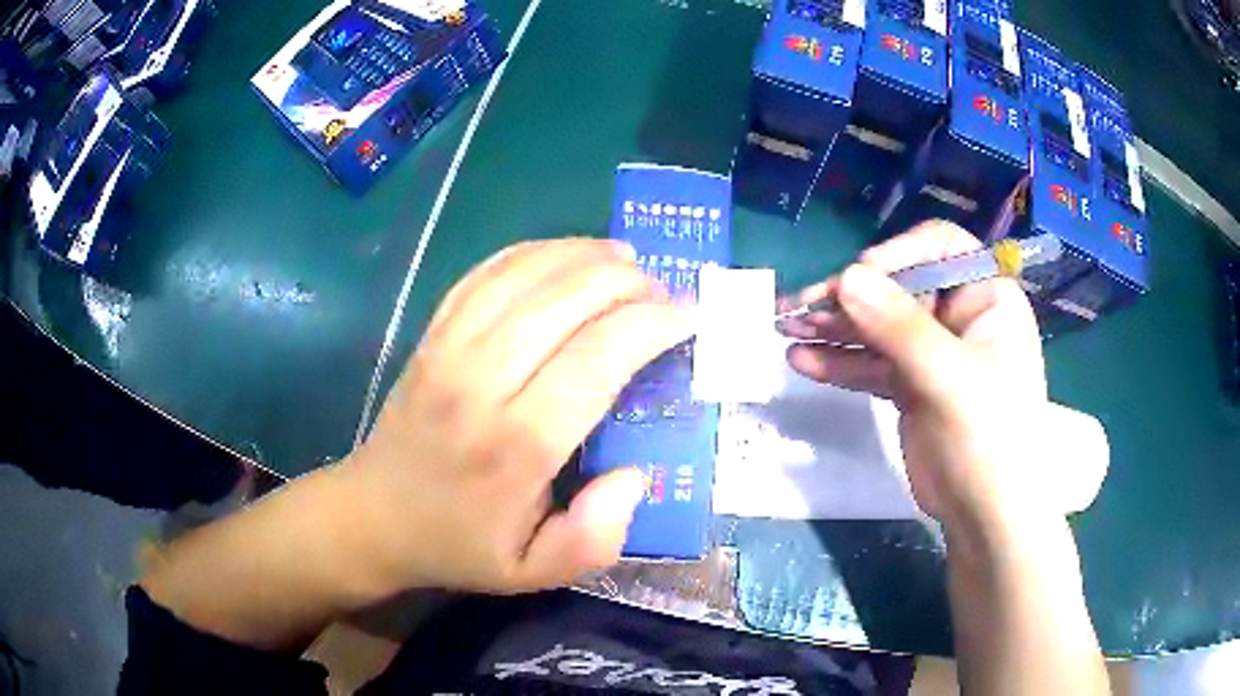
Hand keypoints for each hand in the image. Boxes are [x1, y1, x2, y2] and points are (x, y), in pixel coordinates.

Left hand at [341, 239, 690, 594]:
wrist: (376, 516)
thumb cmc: (461, 545)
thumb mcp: (534, 573)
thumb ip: (595, 538)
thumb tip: (634, 474)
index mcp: (516, 446)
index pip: (596, 359)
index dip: (650, 326)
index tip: (687, 318)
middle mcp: (480, 382)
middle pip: (564, 301)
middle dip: (627, 283)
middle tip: (663, 290)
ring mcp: (448, 349)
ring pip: (525, 274)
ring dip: (584, 255)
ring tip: (625, 258)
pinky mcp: (431, 334)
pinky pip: (485, 273)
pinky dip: (532, 252)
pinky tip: (564, 254)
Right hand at [779, 221, 1051, 532]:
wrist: (986, 517)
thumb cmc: (989, 440)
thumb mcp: (949, 379)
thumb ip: (900, 328)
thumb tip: (845, 276)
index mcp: (985, 297)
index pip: (939, 247)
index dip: (897, 254)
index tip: (857, 280)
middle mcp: (959, 316)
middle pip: (898, 286)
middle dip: (849, 297)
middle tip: (799, 308)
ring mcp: (933, 352)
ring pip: (878, 326)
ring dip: (834, 328)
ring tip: (786, 330)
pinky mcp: (911, 386)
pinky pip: (871, 363)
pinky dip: (839, 362)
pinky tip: (803, 361)